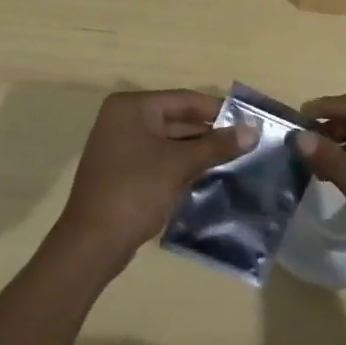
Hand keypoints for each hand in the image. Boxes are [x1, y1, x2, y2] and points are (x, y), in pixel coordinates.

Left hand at [55, 89, 255, 268]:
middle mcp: (124, 119)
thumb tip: (253, 131)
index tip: (249, 119)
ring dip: (199, 150)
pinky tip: (209, 174)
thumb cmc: (135, 191)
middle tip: (247, 141)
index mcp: (132, 107)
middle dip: (210, 132)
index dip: (217, 110)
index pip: (183, 100)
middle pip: (176, 118)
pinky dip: (182, 164)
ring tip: (236, 158)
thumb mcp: (179, 165)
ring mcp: (121, 145)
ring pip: (170, 140)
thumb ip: (216, 146)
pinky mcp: (123, 170)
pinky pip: (160, 158)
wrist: (92, 244)